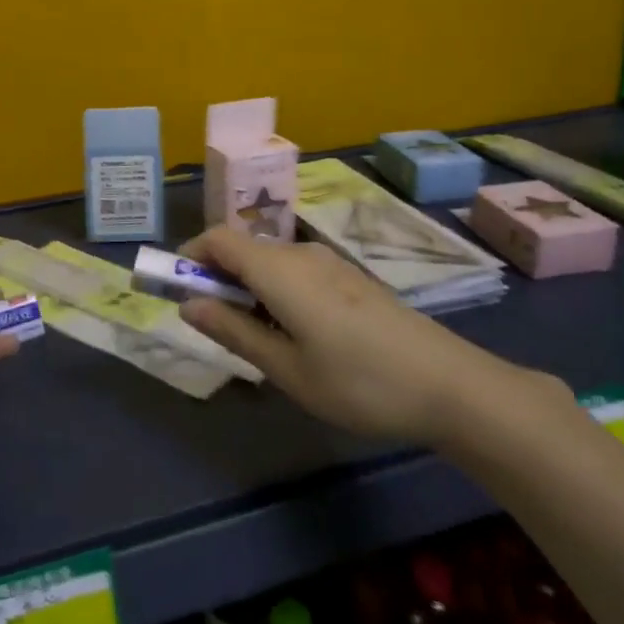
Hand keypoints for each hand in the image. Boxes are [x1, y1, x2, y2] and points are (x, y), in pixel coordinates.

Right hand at [176, 225, 561, 448]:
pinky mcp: (350, 278)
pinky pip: (296, 272)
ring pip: (270, 262)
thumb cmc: (358, 382)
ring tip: (254, 340)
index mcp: (280, 270)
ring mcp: (331, 264)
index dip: (189, 255)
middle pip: (243, 248)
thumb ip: (234, 331)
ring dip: (246, 288)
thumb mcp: (287, 368)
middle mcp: (302, 254)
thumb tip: (188, 304)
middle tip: (212, 326)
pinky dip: (275, 291)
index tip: (174, 289)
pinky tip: (294, 336)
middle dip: (216, 277)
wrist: (449, 385)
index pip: (218, 238)